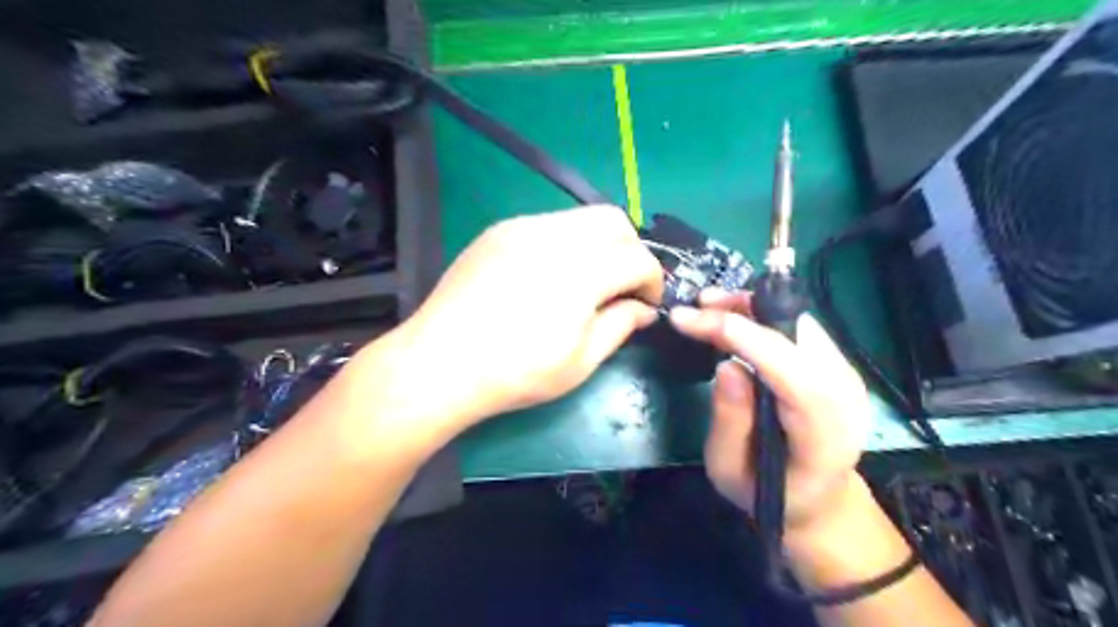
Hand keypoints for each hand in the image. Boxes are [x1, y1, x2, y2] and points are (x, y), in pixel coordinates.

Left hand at [367, 207, 660, 434]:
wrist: (440, 363)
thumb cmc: (516, 372)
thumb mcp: (581, 361)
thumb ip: (620, 325)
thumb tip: (644, 309)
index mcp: (582, 271)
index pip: (638, 259)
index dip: (653, 282)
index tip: (647, 305)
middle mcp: (555, 236)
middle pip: (614, 222)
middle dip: (630, 252)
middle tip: (622, 287)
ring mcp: (522, 227)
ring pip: (580, 218)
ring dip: (598, 245)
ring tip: (585, 282)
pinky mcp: (498, 231)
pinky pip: (547, 224)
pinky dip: (565, 243)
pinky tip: (549, 276)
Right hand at [662, 291, 871, 534]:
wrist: (818, 500)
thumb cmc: (769, 494)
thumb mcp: (730, 471)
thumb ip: (730, 422)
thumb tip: (728, 364)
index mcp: (824, 433)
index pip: (791, 371)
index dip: (741, 336)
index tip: (690, 318)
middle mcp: (846, 395)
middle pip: (799, 336)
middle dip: (745, 311)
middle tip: (698, 305)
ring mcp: (847, 376)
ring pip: (800, 322)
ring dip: (754, 307)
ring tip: (709, 305)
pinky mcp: (837, 365)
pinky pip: (800, 327)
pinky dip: (765, 314)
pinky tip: (735, 315)